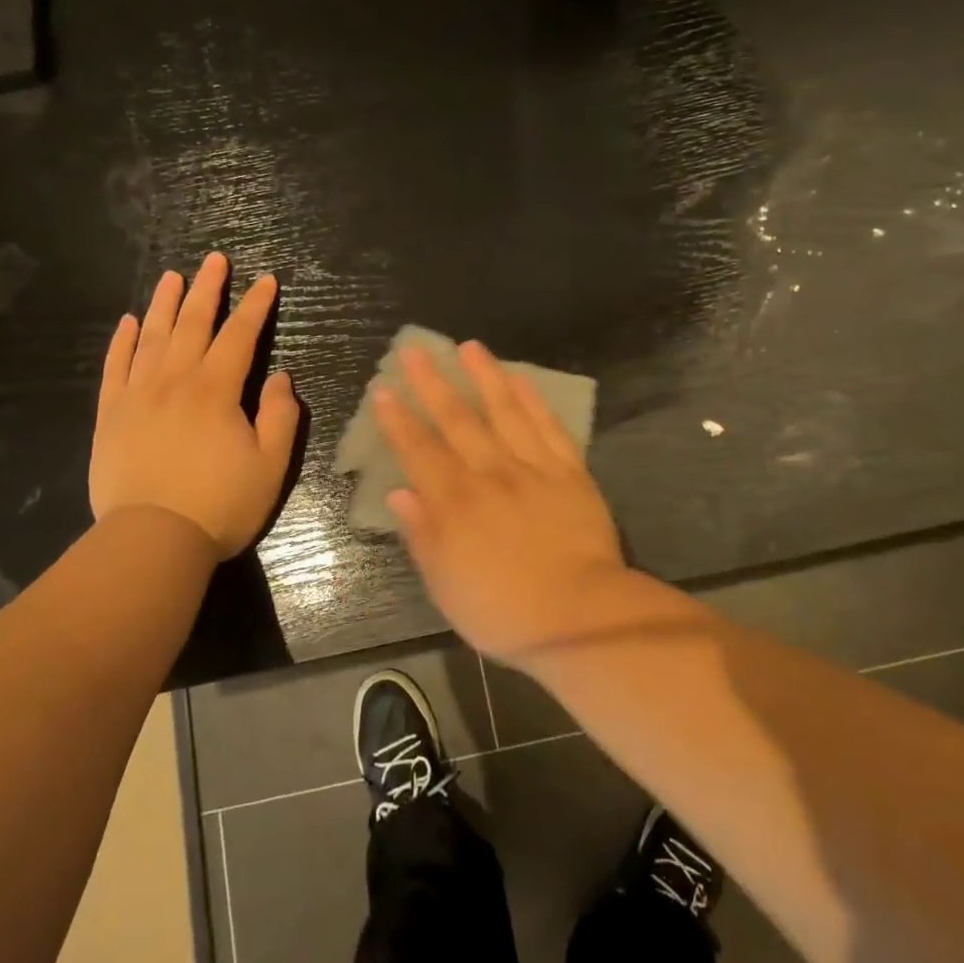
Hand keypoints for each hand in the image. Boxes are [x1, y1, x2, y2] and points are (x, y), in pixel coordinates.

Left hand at [89, 253, 298, 557]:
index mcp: (216, 390)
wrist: (151, 541)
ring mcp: (137, 395)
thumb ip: (280, 416)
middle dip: (207, 289)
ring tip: (172, 276)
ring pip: (152, 337)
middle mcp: (175, 381)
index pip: (240, 335)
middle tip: (215, 260)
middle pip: (193, 324)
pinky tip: (128, 322)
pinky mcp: (111, 415)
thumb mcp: (271, 465)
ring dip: (164, 303)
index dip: (255, 306)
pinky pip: (115, 367)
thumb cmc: (220, 505)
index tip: (266, 280)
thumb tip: (279, 378)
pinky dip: (122, 341)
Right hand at [373, 340, 627, 665]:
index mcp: (455, 503)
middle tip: (416, 349)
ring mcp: (532, 467)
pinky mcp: (569, 471)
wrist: (579, 616)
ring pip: (504, 410)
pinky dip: (533, 400)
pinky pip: (548, 426)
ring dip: (484, 376)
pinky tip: (520, 378)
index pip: (419, 450)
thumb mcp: (446, 585)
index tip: (384, 389)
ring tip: (469, 346)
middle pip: (456, 419)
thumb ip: (422, 535)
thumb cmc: (503, 610)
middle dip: (433, 382)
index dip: (398, 419)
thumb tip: (399, 492)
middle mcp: (489, 473)